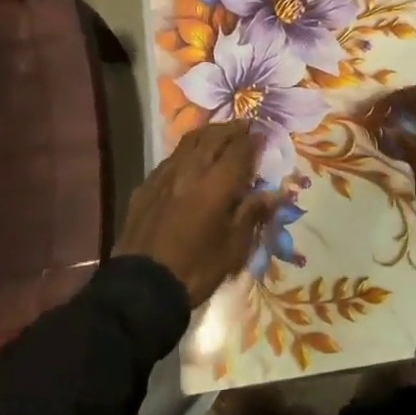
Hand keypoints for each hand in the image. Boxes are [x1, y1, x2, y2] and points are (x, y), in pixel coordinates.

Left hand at [117, 121, 271, 305]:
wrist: (141, 287)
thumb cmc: (196, 269)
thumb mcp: (233, 248)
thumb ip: (252, 214)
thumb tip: (274, 193)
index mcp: (216, 184)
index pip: (239, 150)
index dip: (253, 139)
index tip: (263, 133)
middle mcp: (190, 170)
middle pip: (213, 137)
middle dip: (231, 129)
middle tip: (244, 127)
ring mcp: (164, 175)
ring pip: (188, 142)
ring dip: (208, 134)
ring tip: (219, 134)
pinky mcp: (146, 186)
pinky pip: (170, 159)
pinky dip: (186, 152)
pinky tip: (189, 162)